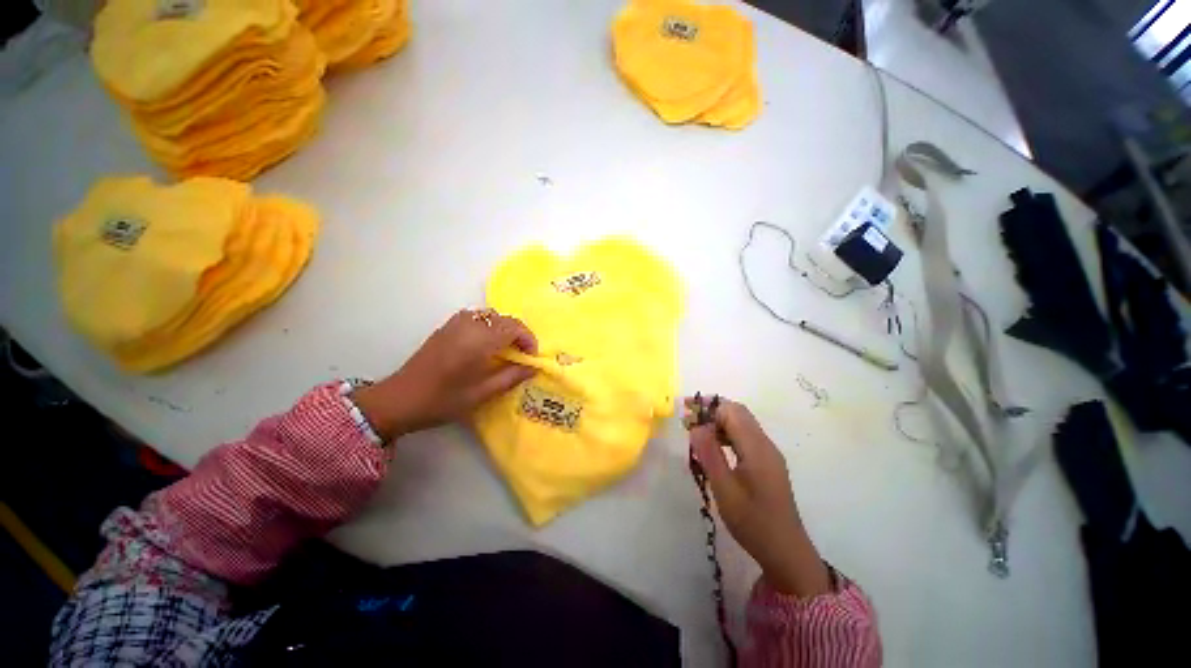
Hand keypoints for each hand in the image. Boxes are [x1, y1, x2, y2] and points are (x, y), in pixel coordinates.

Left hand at [353, 309, 537, 439]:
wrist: (399, 399)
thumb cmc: (443, 400)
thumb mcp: (482, 393)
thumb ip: (512, 377)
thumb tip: (534, 367)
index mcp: (479, 340)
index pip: (514, 327)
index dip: (528, 339)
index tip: (531, 357)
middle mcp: (468, 324)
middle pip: (504, 318)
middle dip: (518, 334)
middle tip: (521, 355)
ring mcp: (455, 322)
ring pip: (491, 316)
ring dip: (504, 329)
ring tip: (506, 350)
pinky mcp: (447, 326)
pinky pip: (477, 317)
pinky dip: (489, 326)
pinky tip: (486, 345)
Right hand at [685, 396, 831, 597]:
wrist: (786, 551)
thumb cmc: (752, 522)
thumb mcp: (724, 489)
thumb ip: (710, 454)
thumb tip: (696, 426)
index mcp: (756, 448)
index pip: (732, 411)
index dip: (708, 407)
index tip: (685, 412)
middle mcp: (765, 444)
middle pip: (738, 413)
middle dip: (712, 410)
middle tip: (688, 418)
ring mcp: (768, 453)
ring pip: (741, 424)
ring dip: (718, 422)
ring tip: (695, 432)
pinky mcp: (767, 463)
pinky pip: (745, 437)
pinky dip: (726, 434)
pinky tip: (713, 447)